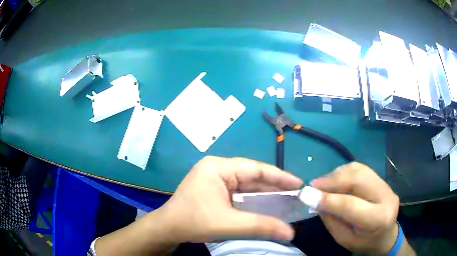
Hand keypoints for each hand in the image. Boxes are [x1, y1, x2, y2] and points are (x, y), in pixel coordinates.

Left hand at [158, 156, 303, 242]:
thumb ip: (260, 226)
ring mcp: (215, 178)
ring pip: (247, 185)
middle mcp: (217, 168)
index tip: (299, 184)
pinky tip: (267, 205)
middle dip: (274, 186)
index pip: (256, 168)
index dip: (280, 177)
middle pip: (252, 176)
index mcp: (218, 167)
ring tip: (287, 200)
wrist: (167, 229)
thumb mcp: (228, 224)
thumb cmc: (193, 222)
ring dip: (265, 194)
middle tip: (296, 194)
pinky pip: (239, 192)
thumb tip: (290, 233)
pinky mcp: (215, 189)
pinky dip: (254, 200)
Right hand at [311, 162, 399, 254]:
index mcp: (378, 219)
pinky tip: (336, 180)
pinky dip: (344, 172)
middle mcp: (385, 196)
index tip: (305, 194)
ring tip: (322, 183)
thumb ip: (331, 220)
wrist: (386, 235)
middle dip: (332, 180)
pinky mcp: (381, 179)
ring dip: (337, 174)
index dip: (327, 199)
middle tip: (313, 186)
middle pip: (357, 179)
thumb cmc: (364, 243)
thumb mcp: (344, 239)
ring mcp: (385, 185)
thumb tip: (315, 200)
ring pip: (359, 169)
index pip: (351, 205)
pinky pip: (360, 168)